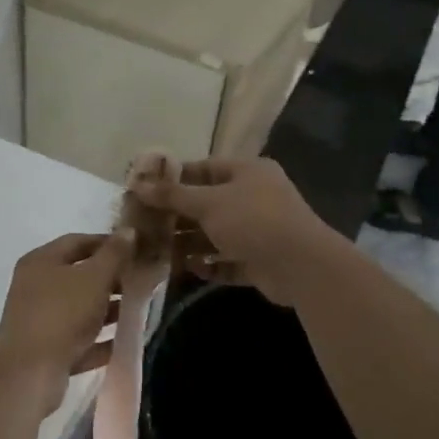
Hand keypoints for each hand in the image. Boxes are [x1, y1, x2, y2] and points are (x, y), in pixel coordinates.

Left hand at [0, 233, 130, 390]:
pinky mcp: (45, 350)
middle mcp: (35, 286)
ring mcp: (39, 320)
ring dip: (107, 310)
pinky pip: (77, 339)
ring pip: (79, 309)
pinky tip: (123, 341)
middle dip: (111, 279)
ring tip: (137, 311)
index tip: (137, 251)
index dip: (108, 243)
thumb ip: (114, 255)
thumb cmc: (62, 315)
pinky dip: (98, 339)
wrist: (29, 374)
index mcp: (41, 261)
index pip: (78, 241)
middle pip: (78, 275)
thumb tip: (128, 231)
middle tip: (140, 283)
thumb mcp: (94, 278)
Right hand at [131, 159, 339, 305]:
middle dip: (177, 216)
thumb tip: (138, 185)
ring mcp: (259, 231)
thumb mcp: (208, 202)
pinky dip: (209, 264)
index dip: (174, 179)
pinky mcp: (260, 260)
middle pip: (208, 204)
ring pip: (216, 235)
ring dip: (189, 244)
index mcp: (248, 172)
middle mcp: (254, 197)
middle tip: (145, 226)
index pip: (204, 169)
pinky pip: (228, 261)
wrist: (300, 265)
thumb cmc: (252, 220)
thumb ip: (172, 195)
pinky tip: (189, 269)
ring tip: (158, 252)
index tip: (145, 191)